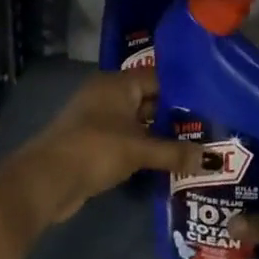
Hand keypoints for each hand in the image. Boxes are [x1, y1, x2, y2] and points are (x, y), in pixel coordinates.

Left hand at [0, 67, 204, 232]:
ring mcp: (100, 120)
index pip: (158, 78)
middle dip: (175, 115)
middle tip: (210, 127)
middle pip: (149, 100)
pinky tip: (170, 160)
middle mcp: (108, 96)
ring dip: (161, 135)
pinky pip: (129, 141)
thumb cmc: (94, 150)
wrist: (46, 181)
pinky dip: (146, 149)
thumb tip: (211, 160)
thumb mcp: (139, 150)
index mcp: (116, 84)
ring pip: (139, 122)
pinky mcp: (96, 144)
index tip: (212, 103)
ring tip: (197, 144)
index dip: (184, 90)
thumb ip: (174, 152)